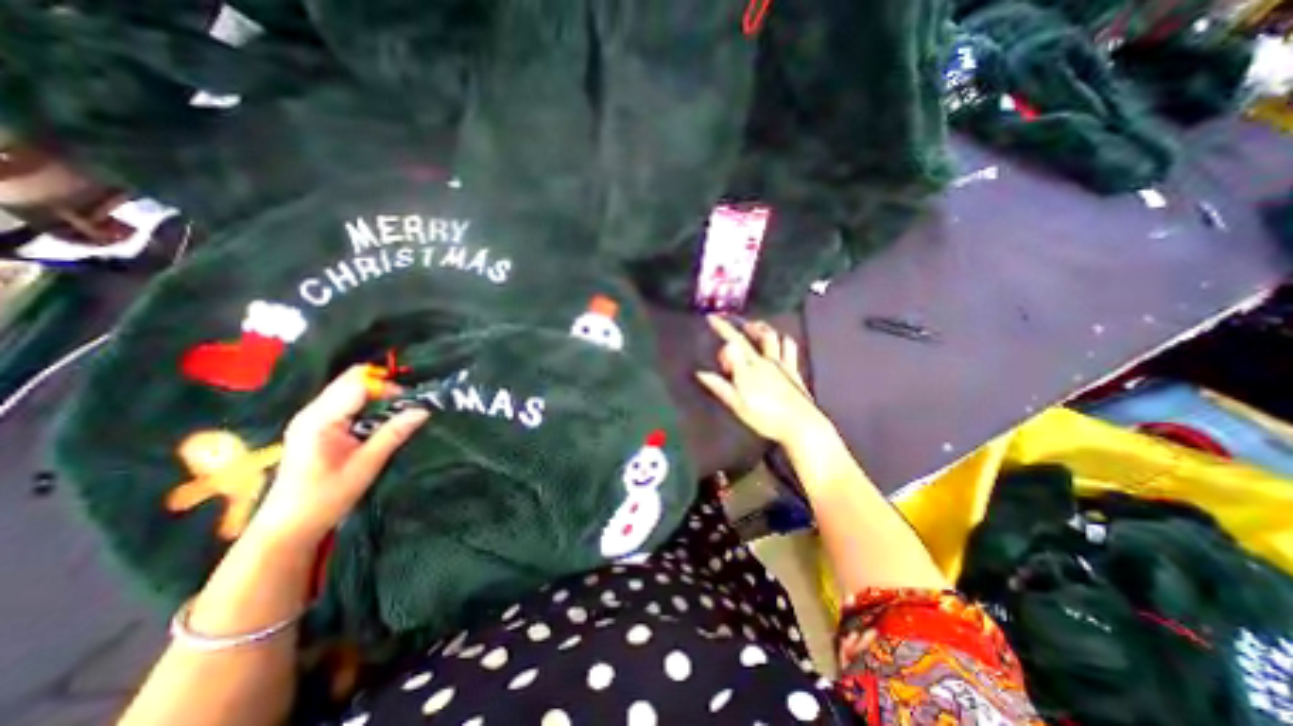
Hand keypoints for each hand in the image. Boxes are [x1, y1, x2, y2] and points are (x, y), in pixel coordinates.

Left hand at [251, 367, 428, 543]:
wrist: (288, 527)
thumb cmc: (326, 497)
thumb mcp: (367, 464)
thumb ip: (394, 433)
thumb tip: (423, 410)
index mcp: (320, 419)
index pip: (357, 384)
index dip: (387, 387)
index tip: (410, 403)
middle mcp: (312, 412)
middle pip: (351, 381)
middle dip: (383, 388)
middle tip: (407, 406)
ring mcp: (311, 418)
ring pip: (348, 390)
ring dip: (375, 397)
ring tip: (396, 414)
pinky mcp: (315, 426)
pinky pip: (344, 403)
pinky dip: (366, 406)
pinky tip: (378, 422)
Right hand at [691, 314, 832, 444]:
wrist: (800, 424)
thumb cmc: (765, 416)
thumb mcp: (737, 403)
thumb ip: (719, 386)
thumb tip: (701, 372)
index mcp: (749, 368)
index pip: (732, 341)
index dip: (722, 327)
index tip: (711, 317)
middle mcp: (765, 360)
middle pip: (750, 336)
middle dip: (737, 325)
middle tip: (729, 320)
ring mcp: (782, 364)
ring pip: (772, 337)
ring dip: (761, 328)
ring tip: (754, 325)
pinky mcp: (794, 370)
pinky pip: (789, 348)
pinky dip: (783, 340)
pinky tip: (781, 340)